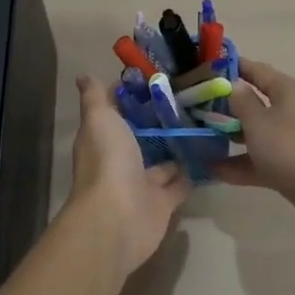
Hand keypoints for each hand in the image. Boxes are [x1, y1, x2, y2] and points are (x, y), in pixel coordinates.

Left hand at [65, 76, 191, 277]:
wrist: (119, 218)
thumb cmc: (108, 162)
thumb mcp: (100, 120)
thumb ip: (96, 98)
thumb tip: (84, 75)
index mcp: (103, 139)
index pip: (117, 114)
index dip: (132, 97)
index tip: (157, 78)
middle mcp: (120, 161)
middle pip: (141, 138)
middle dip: (159, 123)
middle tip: (190, 100)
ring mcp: (141, 184)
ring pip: (162, 163)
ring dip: (177, 148)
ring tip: (204, 125)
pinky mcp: (162, 203)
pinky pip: (179, 185)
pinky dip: (191, 173)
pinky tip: (210, 155)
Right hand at [213, 59, 294, 227]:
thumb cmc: (289, 146)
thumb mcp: (257, 121)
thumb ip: (242, 101)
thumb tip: (235, 85)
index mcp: (289, 90)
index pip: (258, 70)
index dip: (235, 67)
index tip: (210, 68)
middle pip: (259, 102)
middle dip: (231, 107)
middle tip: (201, 109)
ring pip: (261, 133)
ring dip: (235, 137)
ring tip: (204, 140)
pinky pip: (265, 158)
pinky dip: (244, 163)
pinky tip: (216, 171)